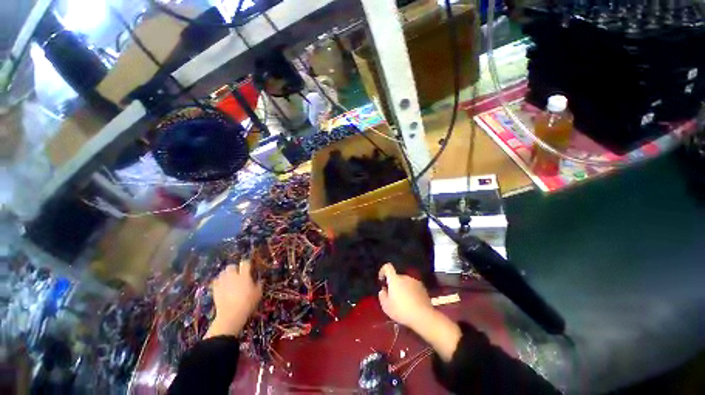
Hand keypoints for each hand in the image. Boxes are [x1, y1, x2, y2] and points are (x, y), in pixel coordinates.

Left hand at [205, 261, 262, 338]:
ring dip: (226, 274)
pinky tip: (222, 285)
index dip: (247, 264)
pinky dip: (219, 281)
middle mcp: (232, 276)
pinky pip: (216, 281)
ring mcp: (223, 282)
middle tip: (238, 274)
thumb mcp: (258, 293)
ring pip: (222, 272)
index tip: (249, 267)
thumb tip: (259, 280)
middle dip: (234, 268)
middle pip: (231, 266)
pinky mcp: (215, 289)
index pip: (245, 263)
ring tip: (229, 279)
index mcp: (244, 276)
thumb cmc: (247, 303)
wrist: (231, 315)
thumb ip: (259, 284)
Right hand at [377, 263, 434, 331]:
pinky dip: (411, 292)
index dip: (383, 271)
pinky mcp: (423, 288)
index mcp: (395, 279)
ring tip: (404, 301)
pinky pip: (413, 287)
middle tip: (393, 296)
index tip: (382, 279)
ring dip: (403, 288)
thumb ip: (382, 296)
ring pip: (405, 282)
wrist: (423, 316)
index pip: (387, 267)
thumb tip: (383, 290)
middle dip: (394, 284)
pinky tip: (412, 303)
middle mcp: (405, 277)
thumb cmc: (401, 310)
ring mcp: (415, 282)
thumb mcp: (386, 306)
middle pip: (397, 277)